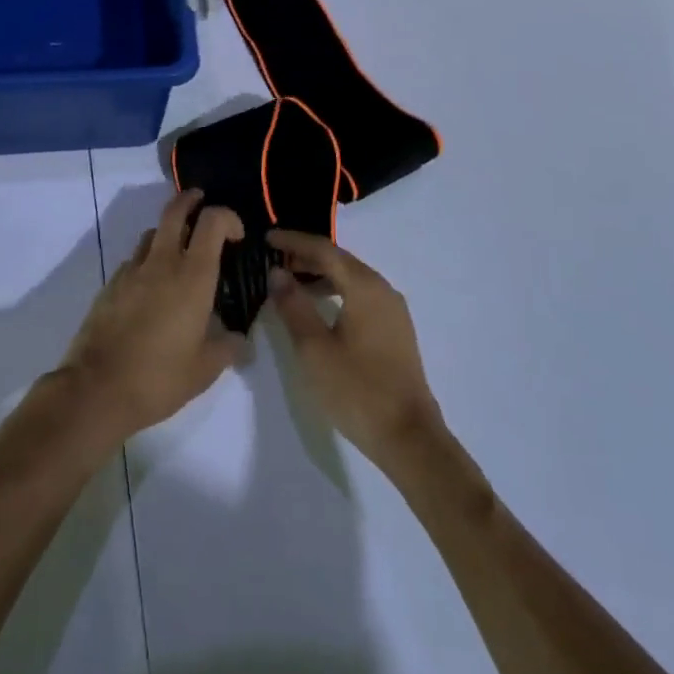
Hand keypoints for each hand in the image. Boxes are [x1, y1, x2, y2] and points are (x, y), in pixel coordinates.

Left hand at [61, 190, 246, 440]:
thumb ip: (227, 347)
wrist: (96, 389)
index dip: (228, 218)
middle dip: (191, 200)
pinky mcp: (109, 286)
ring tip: (178, 254)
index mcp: (192, 276)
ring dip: (168, 233)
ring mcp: (130, 272)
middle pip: (174, 211)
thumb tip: (238, 338)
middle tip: (202, 203)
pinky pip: (133, 261)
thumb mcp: (206, 369)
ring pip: (151, 234)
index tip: (236, 236)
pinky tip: (151, 290)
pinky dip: (147, 262)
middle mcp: (161, 263)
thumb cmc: (159, 377)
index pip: (212, 222)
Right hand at [266, 230, 444, 467]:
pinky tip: (318, 308)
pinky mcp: (394, 330)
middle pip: (340, 260)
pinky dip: (335, 292)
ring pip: (351, 278)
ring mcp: (392, 310)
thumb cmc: (356, 389)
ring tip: (289, 283)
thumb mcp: (313, 348)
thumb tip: (277, 273)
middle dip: (306, 256)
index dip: (294, 241)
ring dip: (320, 275)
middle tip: (273, 259)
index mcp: (364, 286)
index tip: (266, 238)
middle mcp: (382, 289)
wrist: (407, 436)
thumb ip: (293, 305)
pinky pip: (360, 296)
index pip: (324, 250)